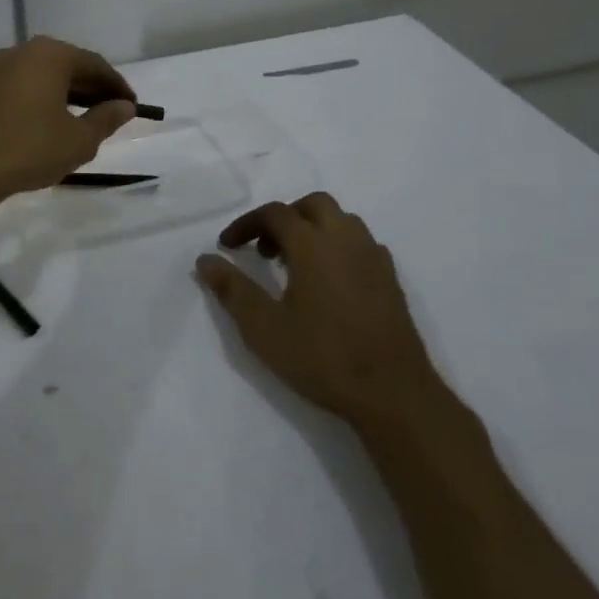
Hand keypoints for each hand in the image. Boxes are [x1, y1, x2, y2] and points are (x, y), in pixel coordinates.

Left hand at [0, 37, 136, 203]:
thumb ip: (106, 119)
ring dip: (68, 95)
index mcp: (50, 54)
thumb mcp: (79, 140)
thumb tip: (125, 106)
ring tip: (85, 121)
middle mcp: (23, 51)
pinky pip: (24, 86)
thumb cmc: (30, 149)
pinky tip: (52, 123)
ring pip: (45, 76)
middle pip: (69, 65)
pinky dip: (44, 99)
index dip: (117, 87)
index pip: (95, 65)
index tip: (133, 107)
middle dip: (93, 89)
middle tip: (112, 114)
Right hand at [196, 193, 433, 417]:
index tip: (226, 246)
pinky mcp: (391, 280)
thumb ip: (232, 289)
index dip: (246, 224)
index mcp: (313, 244)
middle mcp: (346, 240)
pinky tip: (327, 281)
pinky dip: (337, 246)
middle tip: (263, 249)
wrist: (393, 393)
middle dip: (284, 218)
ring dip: (312, 229)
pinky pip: (360, 244)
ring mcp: (373, 258)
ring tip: (293, 263)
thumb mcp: (263, 327)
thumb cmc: (322, 357)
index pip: (274, 214)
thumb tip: (205, 260)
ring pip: (341, 221)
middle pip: (312, 205)